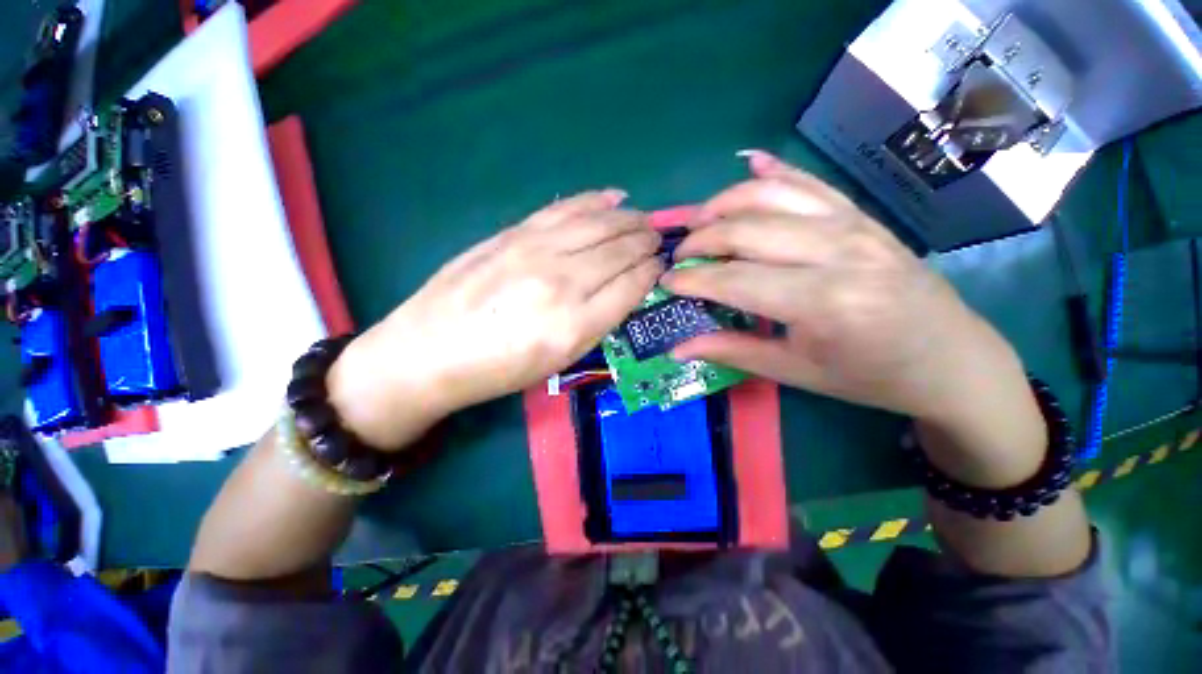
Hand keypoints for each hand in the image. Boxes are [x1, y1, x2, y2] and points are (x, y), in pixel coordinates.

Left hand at [328, 190, 662, 448]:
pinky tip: (614, 196)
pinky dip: (594, 200)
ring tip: (643, 219)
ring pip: (597, 224)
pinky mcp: (513, 234)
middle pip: (618, 250)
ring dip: (628, 219)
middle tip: (658, 239)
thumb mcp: (557, 361)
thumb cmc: (498, 370)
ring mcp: (535, 251)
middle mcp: (562, 282)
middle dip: (645, 242)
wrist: (429, 352)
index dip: (651, 272)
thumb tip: (625, 289)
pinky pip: (564, 209)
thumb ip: (596, 323)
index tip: (660, 266)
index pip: (630, 286)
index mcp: (575, 325)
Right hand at [663, 151, 1044, 484]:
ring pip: (774, 195)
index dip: (692, 279)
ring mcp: (855, 226)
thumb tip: (678, 348)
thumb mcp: (796, 372)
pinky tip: (750, 163)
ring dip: (726, 202)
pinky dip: (776, 171)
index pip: (734, 279)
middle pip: (747, 229)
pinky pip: (811, 183)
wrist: (951, 359)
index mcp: (823, 303)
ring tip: (699, 219)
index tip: (665, 282)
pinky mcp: (864, 217)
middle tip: (679, 255)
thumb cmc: (871, 376)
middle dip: (701, 238)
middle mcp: (839, 252)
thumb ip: (732, 351)